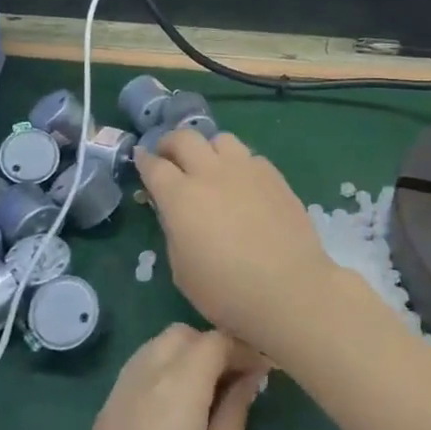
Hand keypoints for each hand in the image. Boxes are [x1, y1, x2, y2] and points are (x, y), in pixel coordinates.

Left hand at [38, 325, 265, 429]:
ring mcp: (114, 400)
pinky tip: (181, 411)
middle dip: (213, 346)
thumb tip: (249, 378)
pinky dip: (162, 372)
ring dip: (185, 356)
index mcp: (175, 389)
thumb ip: (234, 414)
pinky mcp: (102, 422)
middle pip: (180, 336)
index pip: (214, 341)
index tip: (268, 370)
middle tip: (241, 380)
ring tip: (214, 394)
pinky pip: (136, 374)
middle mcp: (140, 380)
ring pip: (154, 349)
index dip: (244, 347)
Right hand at [135, 130, 354, 355]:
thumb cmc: (226, 291)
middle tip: (168, 156)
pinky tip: (243, 183)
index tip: (141, 160)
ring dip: (208, 148)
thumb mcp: (182, 269)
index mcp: (181, 197)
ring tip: (209, 166)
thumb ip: (174, 230)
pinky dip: (239, 163)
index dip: (144, 161)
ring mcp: (246, 170)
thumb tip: (175, 212)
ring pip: (221, 139)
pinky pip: (250, 156)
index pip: (154, 166)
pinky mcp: (275, 176)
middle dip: (170, 143)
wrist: (289, 289)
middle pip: (185, 138)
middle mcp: (211, 173)